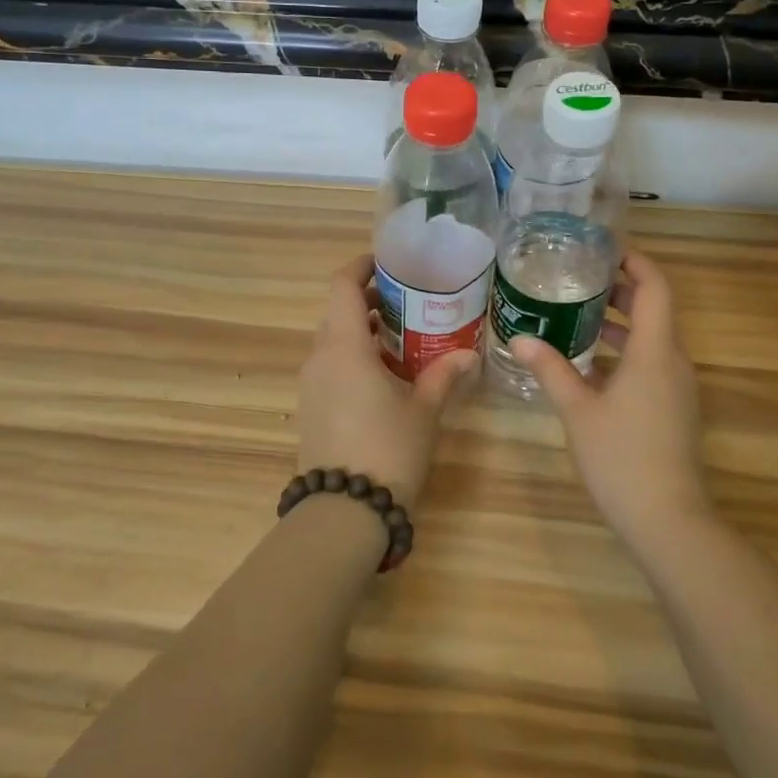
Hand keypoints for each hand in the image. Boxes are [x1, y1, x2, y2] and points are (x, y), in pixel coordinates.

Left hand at [294, 255, 476, 509]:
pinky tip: (382, 378)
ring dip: (361, 332)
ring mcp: (310, 385)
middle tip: (407, 304)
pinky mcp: (309, 409)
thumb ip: (443, 376)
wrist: (344, 512)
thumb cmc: (388, 450)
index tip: (386, 264)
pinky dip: (352, 358)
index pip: (342, 287)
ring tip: (400, 340)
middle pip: (338, 313)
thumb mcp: (423, 410)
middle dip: (369, 302)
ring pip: (332, 342)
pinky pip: (329, 367)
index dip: (361, 268)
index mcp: (344, 347)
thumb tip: (468, 354)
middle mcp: (320, 358)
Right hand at [511, 249, 711, 547]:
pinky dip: (623, 352)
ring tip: (575, 315)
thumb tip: (519, 337)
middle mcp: (673, 361)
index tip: (603, 248)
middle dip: (619, 289)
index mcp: (654, 351)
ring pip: (651, 338)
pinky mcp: (674, 409)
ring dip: (619, 323)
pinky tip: (588, 365)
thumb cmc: (621, 457)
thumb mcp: (577, 409)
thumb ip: (550, 369)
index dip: (635, 261)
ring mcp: (677, 387)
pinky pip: (650, 364)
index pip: (655, 287)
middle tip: (578, 278)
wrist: (668, 520)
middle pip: (654, 309)